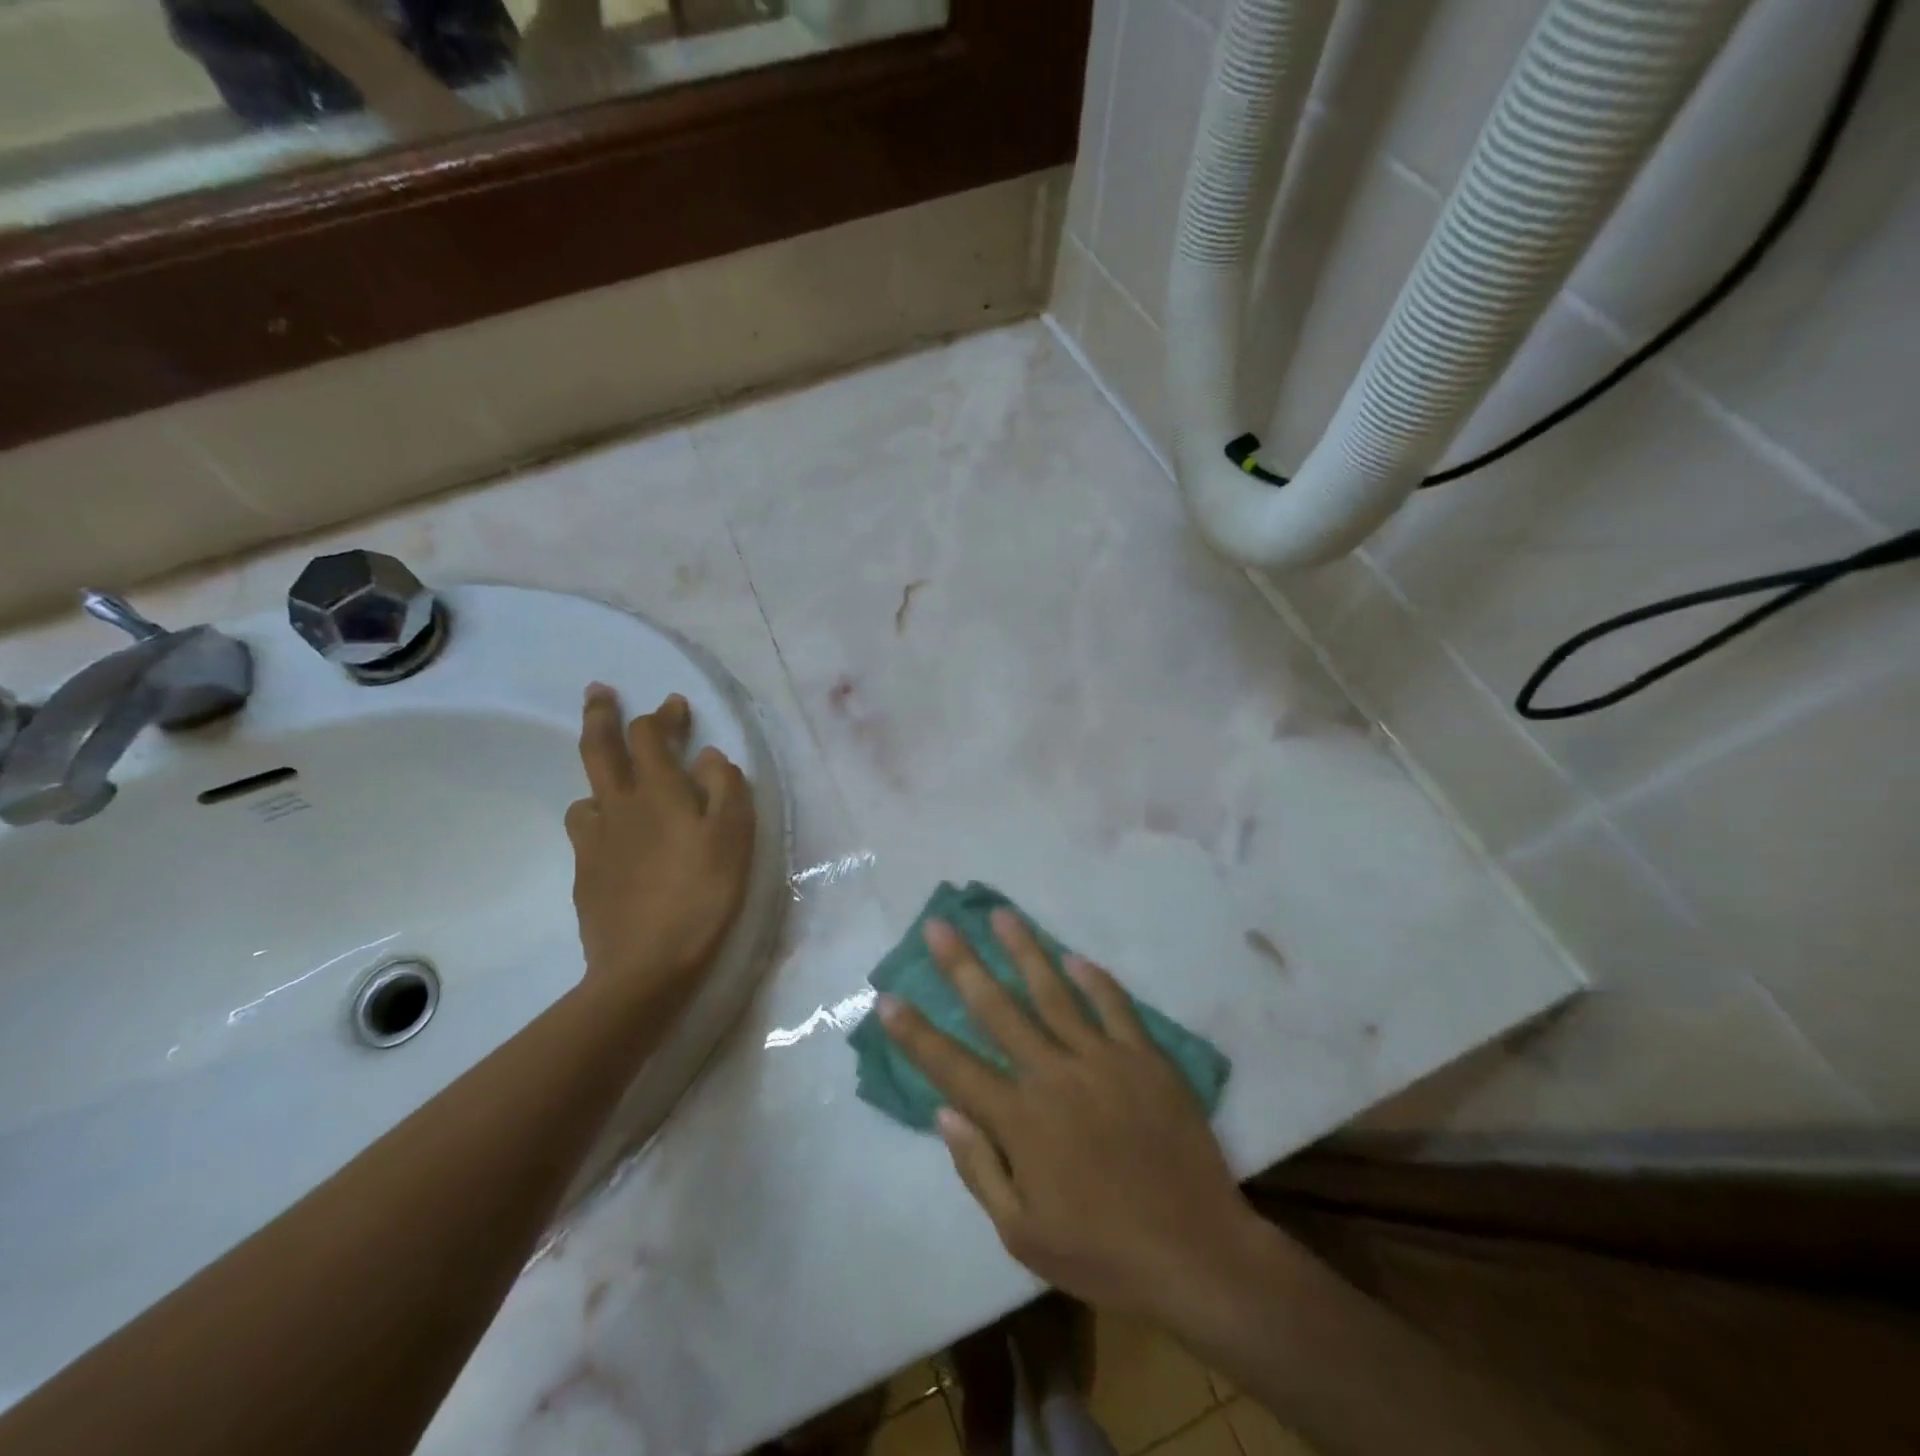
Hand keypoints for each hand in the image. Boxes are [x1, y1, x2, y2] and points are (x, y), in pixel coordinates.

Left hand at [567, 684, 755, 1015]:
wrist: (646, 965)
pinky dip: (598, 821)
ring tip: (613, 782)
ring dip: (599, 777)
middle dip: (601, 716)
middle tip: (599, 692)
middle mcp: (619, 807)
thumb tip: (709, 756)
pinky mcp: (586, 875)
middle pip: (599, 750)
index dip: (662, 715)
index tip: (675, 705)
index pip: (651, 736)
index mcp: (658, 792)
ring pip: (587, 794)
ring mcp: (595, 842)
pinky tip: (614, 840)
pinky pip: (586, 834)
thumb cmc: (703, 894)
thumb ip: (725, 787)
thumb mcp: (734, 836)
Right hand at [878, 912, 1266, 1321]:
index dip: (915, 1033)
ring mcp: (1103, 1059)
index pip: (952, 1066)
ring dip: (1024, 950)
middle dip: (962, 964)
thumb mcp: (1023, 1235)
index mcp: (1020, 1120)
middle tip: (939, 924)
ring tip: (1001, 914)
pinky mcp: (1145, 1058)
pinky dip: (1093, 979)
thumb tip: (945, 1112)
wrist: (1197, 1253)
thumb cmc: (1102, 1253)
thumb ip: (979, 1168)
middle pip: (998, 1009)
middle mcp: (1054, 1075)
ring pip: (1054, 992)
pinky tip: (1074, 956)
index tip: (887, 997)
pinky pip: (1114, 1006)